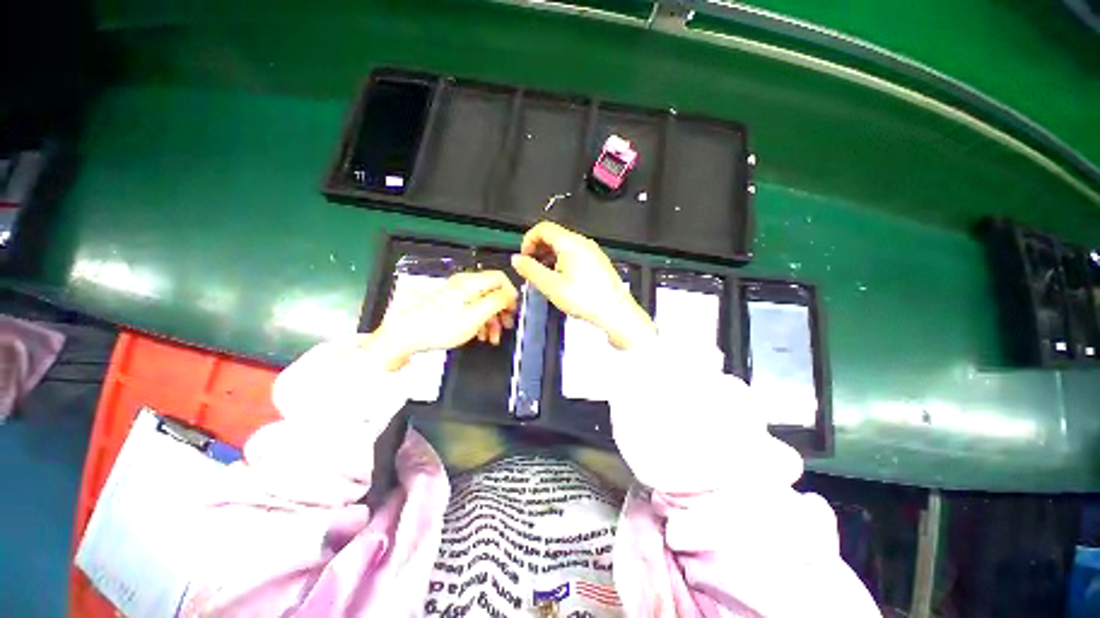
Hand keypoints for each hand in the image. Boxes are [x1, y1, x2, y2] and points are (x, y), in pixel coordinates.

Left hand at [370, 270, 517, 369]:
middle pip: (493, 292)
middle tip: (506, 326)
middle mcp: (464, 285)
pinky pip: (472, 309)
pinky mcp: (450, 305)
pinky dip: (480, 321)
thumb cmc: (440, 326)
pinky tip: (481, 335)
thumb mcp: (475, 315)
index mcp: (471, 283)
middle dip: (502, 310)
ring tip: (493, 337)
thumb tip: (510, 294)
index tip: (513, 311)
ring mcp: (456, 295)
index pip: (500, 278)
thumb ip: (497, 302)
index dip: (511, 294)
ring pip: (483, 303)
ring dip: (492, 320)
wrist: (406, 336)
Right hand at [511, 221, 654, 348]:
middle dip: (538, 249)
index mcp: (570, 243)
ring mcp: (592, 252)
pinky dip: (562, 262)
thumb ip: (530, 270)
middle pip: (554, 236)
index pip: (543, 228)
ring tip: (545, 276)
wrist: (615, 312)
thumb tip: (517, 260)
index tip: (524, 256)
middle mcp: (583, 243)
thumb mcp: (551, 286)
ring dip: (549, 257)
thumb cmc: (587, 299)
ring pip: (564, 246)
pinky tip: (561, 280)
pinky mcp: (597, 262)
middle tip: (532, 267)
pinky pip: (575, 255)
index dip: (528, 240)